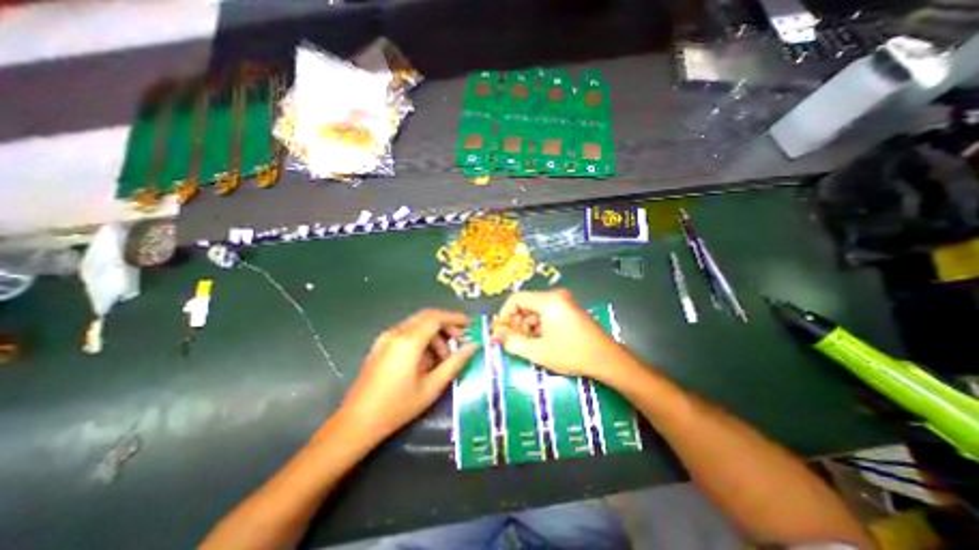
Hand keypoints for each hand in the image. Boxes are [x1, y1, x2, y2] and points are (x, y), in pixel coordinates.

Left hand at [339, 310, 481, 441]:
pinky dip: (422, 339)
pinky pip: (407, 333)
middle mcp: (396, 333)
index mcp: (409, 341)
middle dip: (446, 325)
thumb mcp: (432, 387)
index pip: (436, 318)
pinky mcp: (381, 345)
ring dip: (434, 335)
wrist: (356, 423)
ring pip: (417, 325)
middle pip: (427, 317)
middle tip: (460, 340)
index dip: (455, 318)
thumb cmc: (397, 407)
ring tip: (443, 359)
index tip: (470, 325)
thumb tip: (474, 346)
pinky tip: (426, 361)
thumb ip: (455, 363)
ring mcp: (386, 338)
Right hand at [493, 287, 622, 382]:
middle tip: (514, 340)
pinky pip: (546, 312)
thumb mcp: (538, 351)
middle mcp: (556, 296)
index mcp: (548, 300)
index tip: (502, 331)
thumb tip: (497, 335)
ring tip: (527, 343)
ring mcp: (564, 301)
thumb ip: (513, 342)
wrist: (607, 359)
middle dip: (516, 322)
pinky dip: (539, 325)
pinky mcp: (569, 309)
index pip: (516, 298)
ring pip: (535, 309)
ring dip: (527, 325)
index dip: (505, 314)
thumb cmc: (572, 354)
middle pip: (526, 303)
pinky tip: (541, 340)